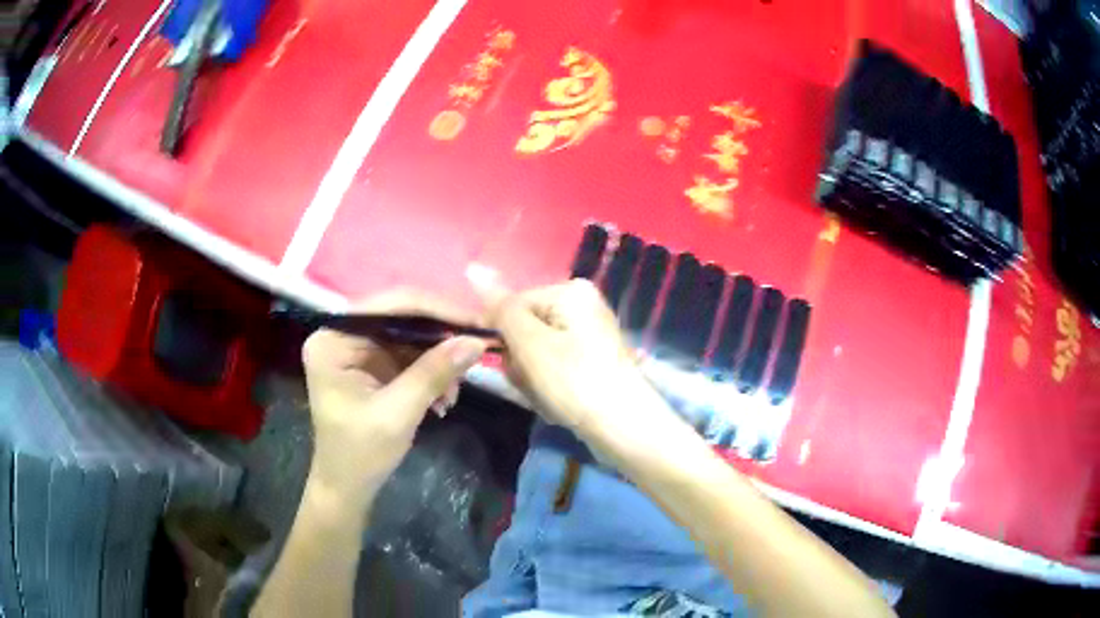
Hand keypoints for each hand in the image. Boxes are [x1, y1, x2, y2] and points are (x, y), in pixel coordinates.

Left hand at [301, 290, 486, 497]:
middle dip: (441, 340)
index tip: (478, 322)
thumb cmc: (361, 453)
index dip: (438, 310)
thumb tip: (476, 341)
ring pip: (412, 338)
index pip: (390, 306)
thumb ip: (433, 372)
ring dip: (439, 362)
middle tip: (478, 352)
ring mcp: (358, 349)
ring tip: (454, 394)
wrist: (349, 488)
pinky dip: (432, 374)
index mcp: (334, 338)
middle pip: (403, 318)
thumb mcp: (398, 412)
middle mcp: (343, 334)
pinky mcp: (373, 366)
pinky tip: (444, 399)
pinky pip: (411, 357)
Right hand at [470, 272, 666, 440]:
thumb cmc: (574, 381)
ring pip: (536, 352)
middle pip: (525, 328)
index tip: (512, 365)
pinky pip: (554, 366)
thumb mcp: (530, 343)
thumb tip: (473, 268)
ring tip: (549, 396)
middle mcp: (582, 304)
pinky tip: (559, 402)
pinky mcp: (592, 359)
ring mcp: (589, 333)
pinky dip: (549, 385)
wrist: (623, 427)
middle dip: (520, 360)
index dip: (502, 336)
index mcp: (570, 291)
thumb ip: (501, 308)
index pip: (512, 305)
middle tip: (535, 383)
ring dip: (532, 377)